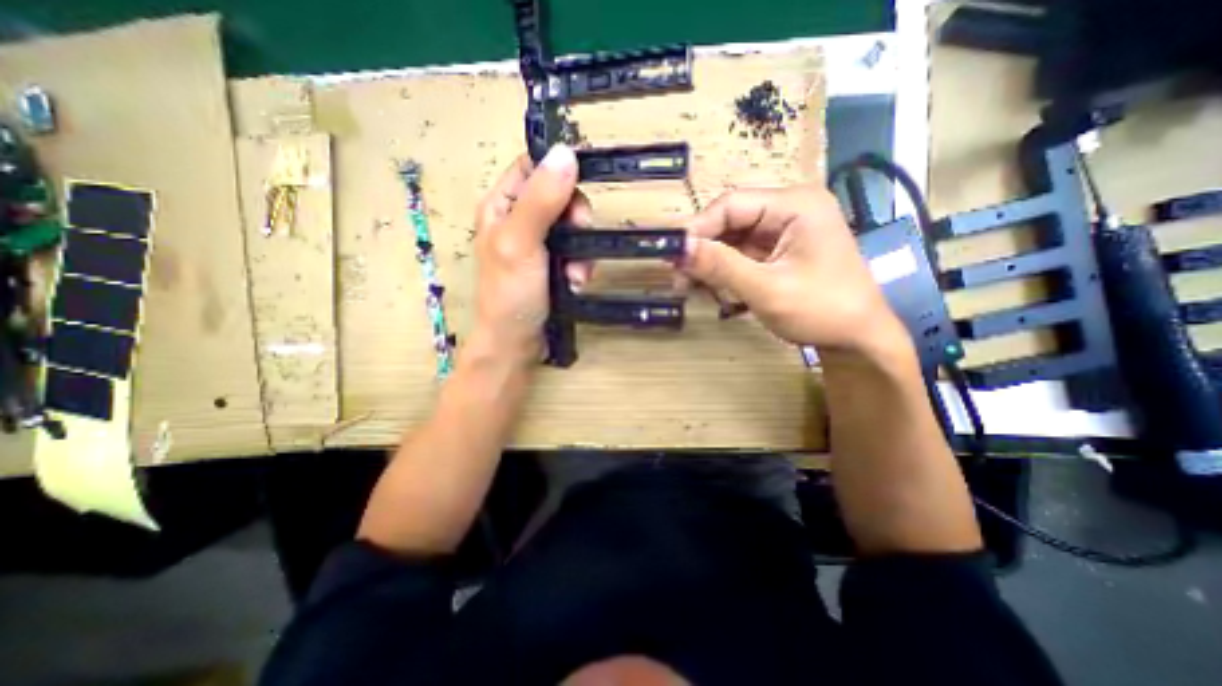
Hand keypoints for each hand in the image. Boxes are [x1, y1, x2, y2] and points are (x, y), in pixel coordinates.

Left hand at [466, 141, 587, 368]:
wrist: (514, 343)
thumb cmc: (510, 294)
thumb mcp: (522, 242)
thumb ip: (542, 200)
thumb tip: (565, 154)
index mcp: (501, 205)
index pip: (531, 167)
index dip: (557, 171)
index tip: (578, 189)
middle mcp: (517, 219)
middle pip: (558, 196)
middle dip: (576, 218)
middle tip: (581, 235)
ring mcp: (536, 244)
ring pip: (571, 226)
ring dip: (582, 248)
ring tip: (577, 273)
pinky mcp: (550, 264)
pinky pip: (575, 251)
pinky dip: (580, 265)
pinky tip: (576, 282)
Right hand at [684, 186, 910, 356]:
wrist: (859, 340)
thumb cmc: (822, 311)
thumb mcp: (767, 289)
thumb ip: (721, 266)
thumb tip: (678, 248)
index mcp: (795, 204)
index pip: (730, 204)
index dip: (698, 229)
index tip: (673, 257)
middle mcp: (789, 209)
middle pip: (730, 220)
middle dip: (703, 249)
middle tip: (678, 277)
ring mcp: (785, 230)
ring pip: (732, 239)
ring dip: (711, 263)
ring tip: (690, 287)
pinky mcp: (780, 250)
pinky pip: (742, 254)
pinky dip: (725, 271)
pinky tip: (713, 289)